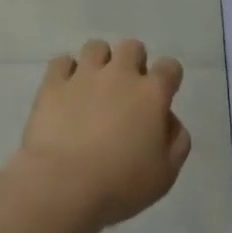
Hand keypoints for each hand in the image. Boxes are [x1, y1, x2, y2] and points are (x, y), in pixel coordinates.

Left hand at [15, 39, 191, 232]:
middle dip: (133, 63)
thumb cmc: (120, 185)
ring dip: (99, 63)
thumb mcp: (165, 175)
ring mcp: (84, 74)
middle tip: (126, 92)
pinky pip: (62, 62)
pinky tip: (66, 91)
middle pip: (132, 47)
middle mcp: (120, 74)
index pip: (170, 67)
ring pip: (97, 47)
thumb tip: (169, 120)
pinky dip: (65, 72)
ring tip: (94, 87)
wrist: (63, 185)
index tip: (162, 96)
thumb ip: (176, 141)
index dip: (168, 78)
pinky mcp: (54, 83)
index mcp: (151, 94)